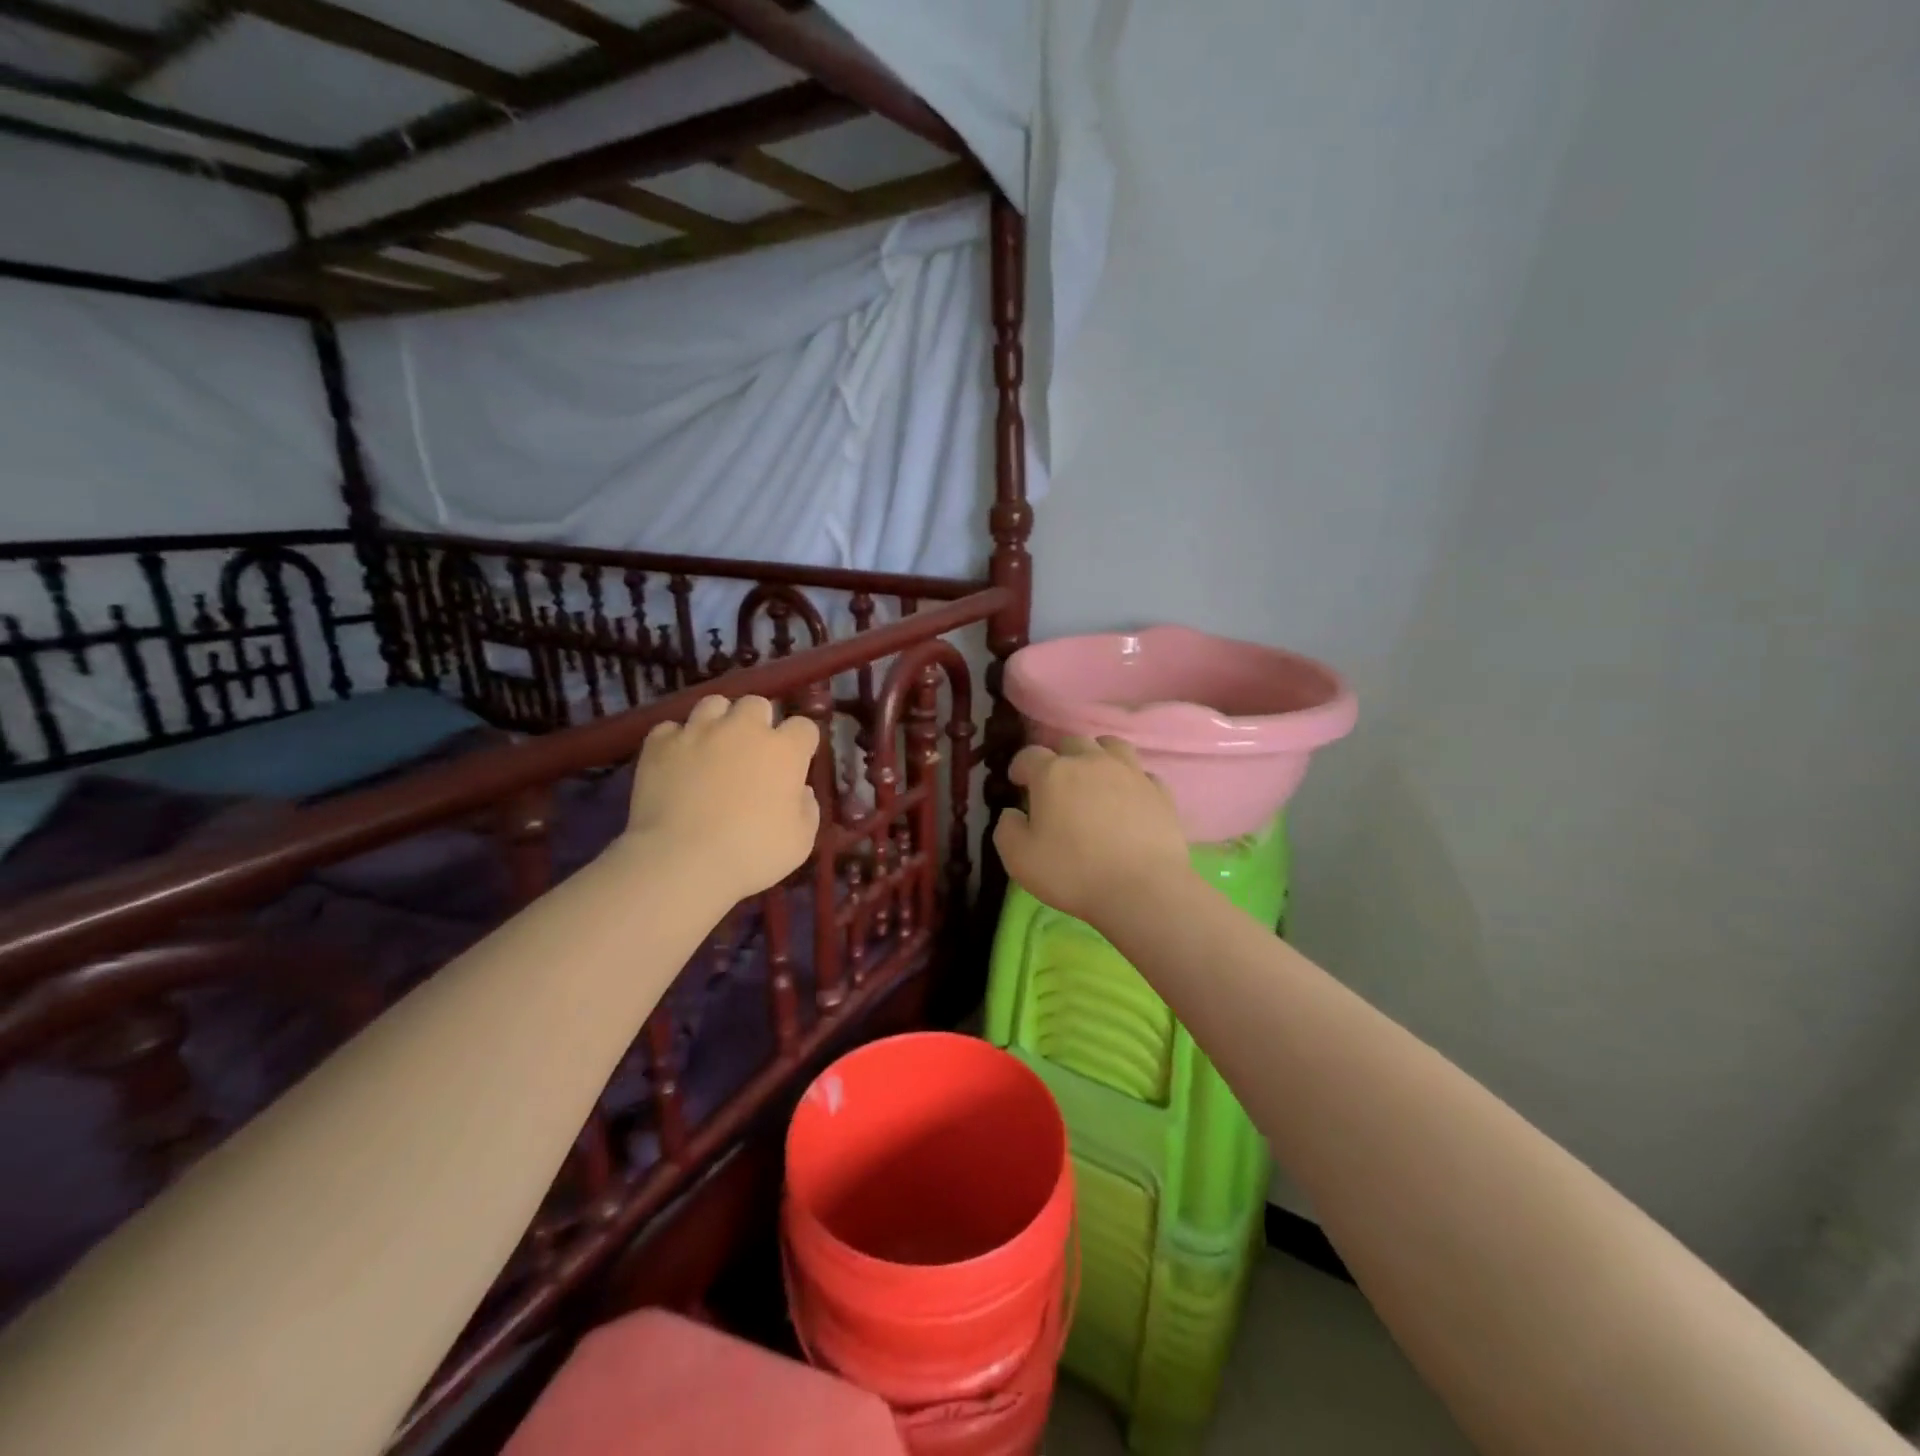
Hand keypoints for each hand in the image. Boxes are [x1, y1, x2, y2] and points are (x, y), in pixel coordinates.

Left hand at [625, 695, 820, 902]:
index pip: (804, 727)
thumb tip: (799, 791)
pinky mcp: (659, 744)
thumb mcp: (800, 842)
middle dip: (758, 722)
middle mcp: (743, 729)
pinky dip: (676, 741)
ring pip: (714, 704)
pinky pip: (670, 728)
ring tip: (713, 746)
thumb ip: (807, 809)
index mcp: (784, 751)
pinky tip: (676, 761)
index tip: (796, 762)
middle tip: (752, 751)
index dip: (801, 743)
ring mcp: (698, 731)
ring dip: (719, 720)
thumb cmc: (751, 854)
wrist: (681, 861)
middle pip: (757, 704)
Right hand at [993, 736, 1191, 923]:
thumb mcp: (1020, 859)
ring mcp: (1130, 772)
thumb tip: (1012, 813)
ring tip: (1094, 777)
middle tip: (1056, 783)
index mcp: (1053, 774)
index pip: (1029, 755)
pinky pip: (1141, 773)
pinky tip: (1128, 798)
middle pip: (1071, 743)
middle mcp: (1091, 762)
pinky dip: (1130, 780)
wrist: (1143, 889)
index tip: (1017, 782)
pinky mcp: (1159, 790)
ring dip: (1097, 755)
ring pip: (1110, 746)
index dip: (1020, 767)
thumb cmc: (1073, 873)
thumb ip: (1007, 830)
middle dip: (1059, 758)